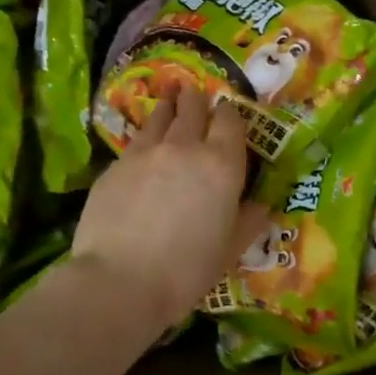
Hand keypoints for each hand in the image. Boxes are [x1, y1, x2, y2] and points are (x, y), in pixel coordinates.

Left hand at [73, 84, 267, 334]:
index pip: (230, 121)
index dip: (230, 114)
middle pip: (193, 109)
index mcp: (221, 164)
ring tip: (170, 99)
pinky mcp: (115, 165)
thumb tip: (260, 205)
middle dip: (197, 100)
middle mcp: (185, 147)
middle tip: (196, 95)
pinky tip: (144, 144)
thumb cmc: (187, 269)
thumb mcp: (230, 250)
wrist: (121, 279)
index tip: (228, 113)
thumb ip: (248, 221)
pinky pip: (136, 140)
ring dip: (169, 107)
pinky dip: (146, 136)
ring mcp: (146, 152)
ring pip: (160, 117)